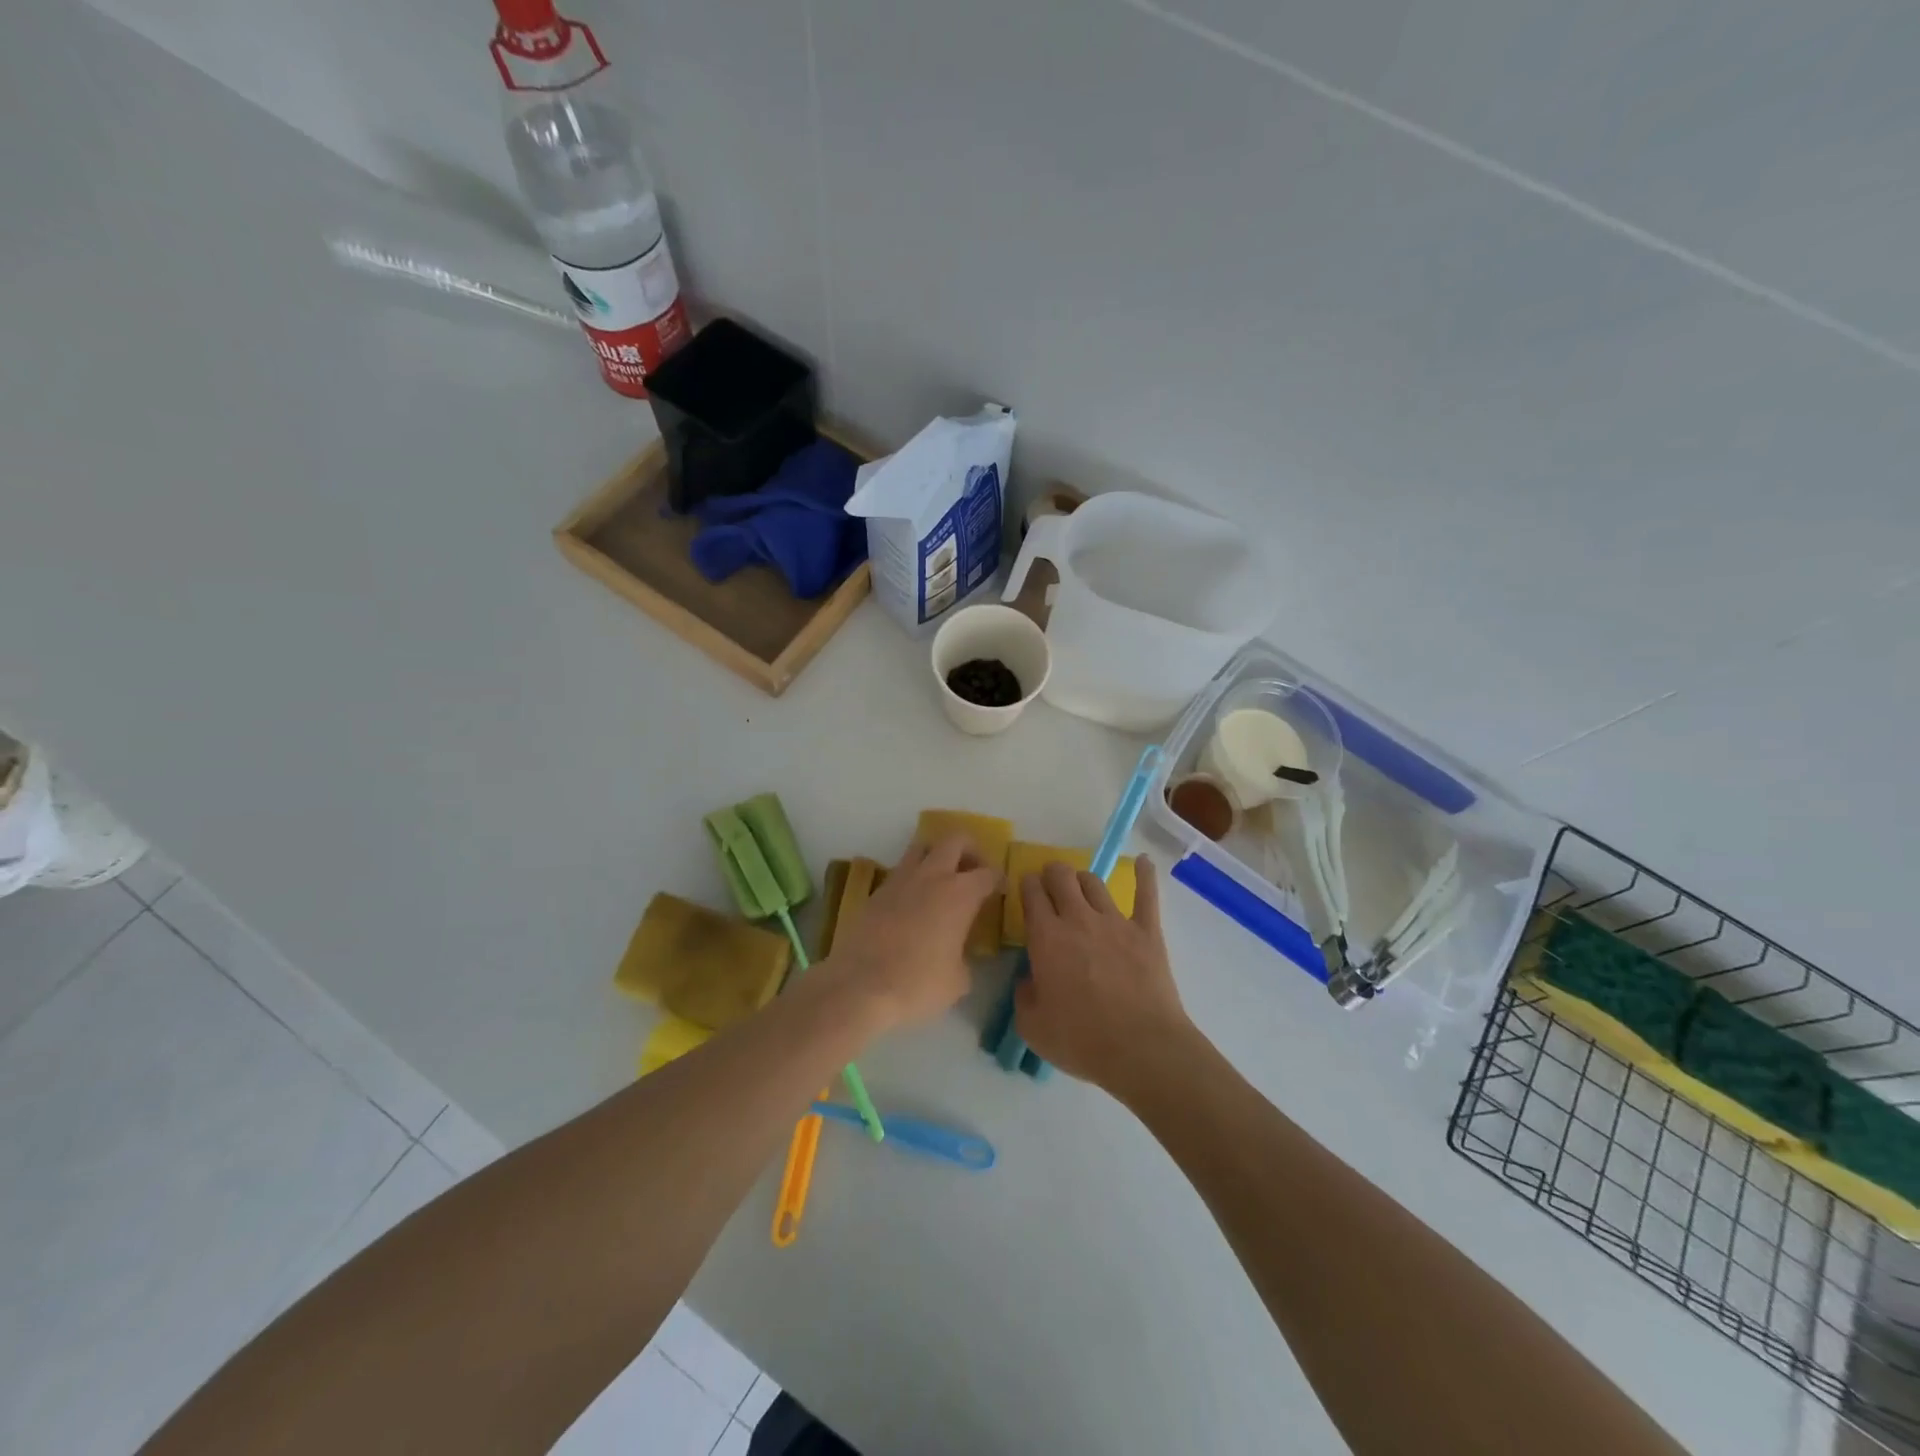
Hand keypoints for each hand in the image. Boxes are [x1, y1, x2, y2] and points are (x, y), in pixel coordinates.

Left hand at [822, 835, 999, 1031]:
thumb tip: (959, 955)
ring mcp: (899, 880)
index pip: (987, 873)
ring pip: (922, 847)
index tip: (1000, 889)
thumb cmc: (917, 984)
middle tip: (973, 872)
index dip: (998, 879)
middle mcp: (931, 876)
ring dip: (937, 856)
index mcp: (959, 894)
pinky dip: (913, 878)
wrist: (858, 987)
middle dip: (969, 850)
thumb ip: (965, 959)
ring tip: (942, 881)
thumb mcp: (958, 981)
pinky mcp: (875, 892)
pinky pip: (900, 871)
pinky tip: (914, 903)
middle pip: (954, 840)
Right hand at [1015, 855, 1189, 1091]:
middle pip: (1062, 876)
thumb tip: (1029, 979)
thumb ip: (1023, 995)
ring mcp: (1115, 921)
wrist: (1141, 1048)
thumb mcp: (1032, 1026)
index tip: (1026, 889)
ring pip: (1095, 882)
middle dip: (1052, 873)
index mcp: (1046, 938)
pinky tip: (1144, 862)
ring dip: (1083, 879)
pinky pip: (1146, 894)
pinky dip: (1145, 875)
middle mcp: (1078, 919)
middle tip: (1050, 884)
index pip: (1031, 894)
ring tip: (1081, 886)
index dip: (1026, 885)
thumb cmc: (1081, 1041)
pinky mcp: (1147, 931)